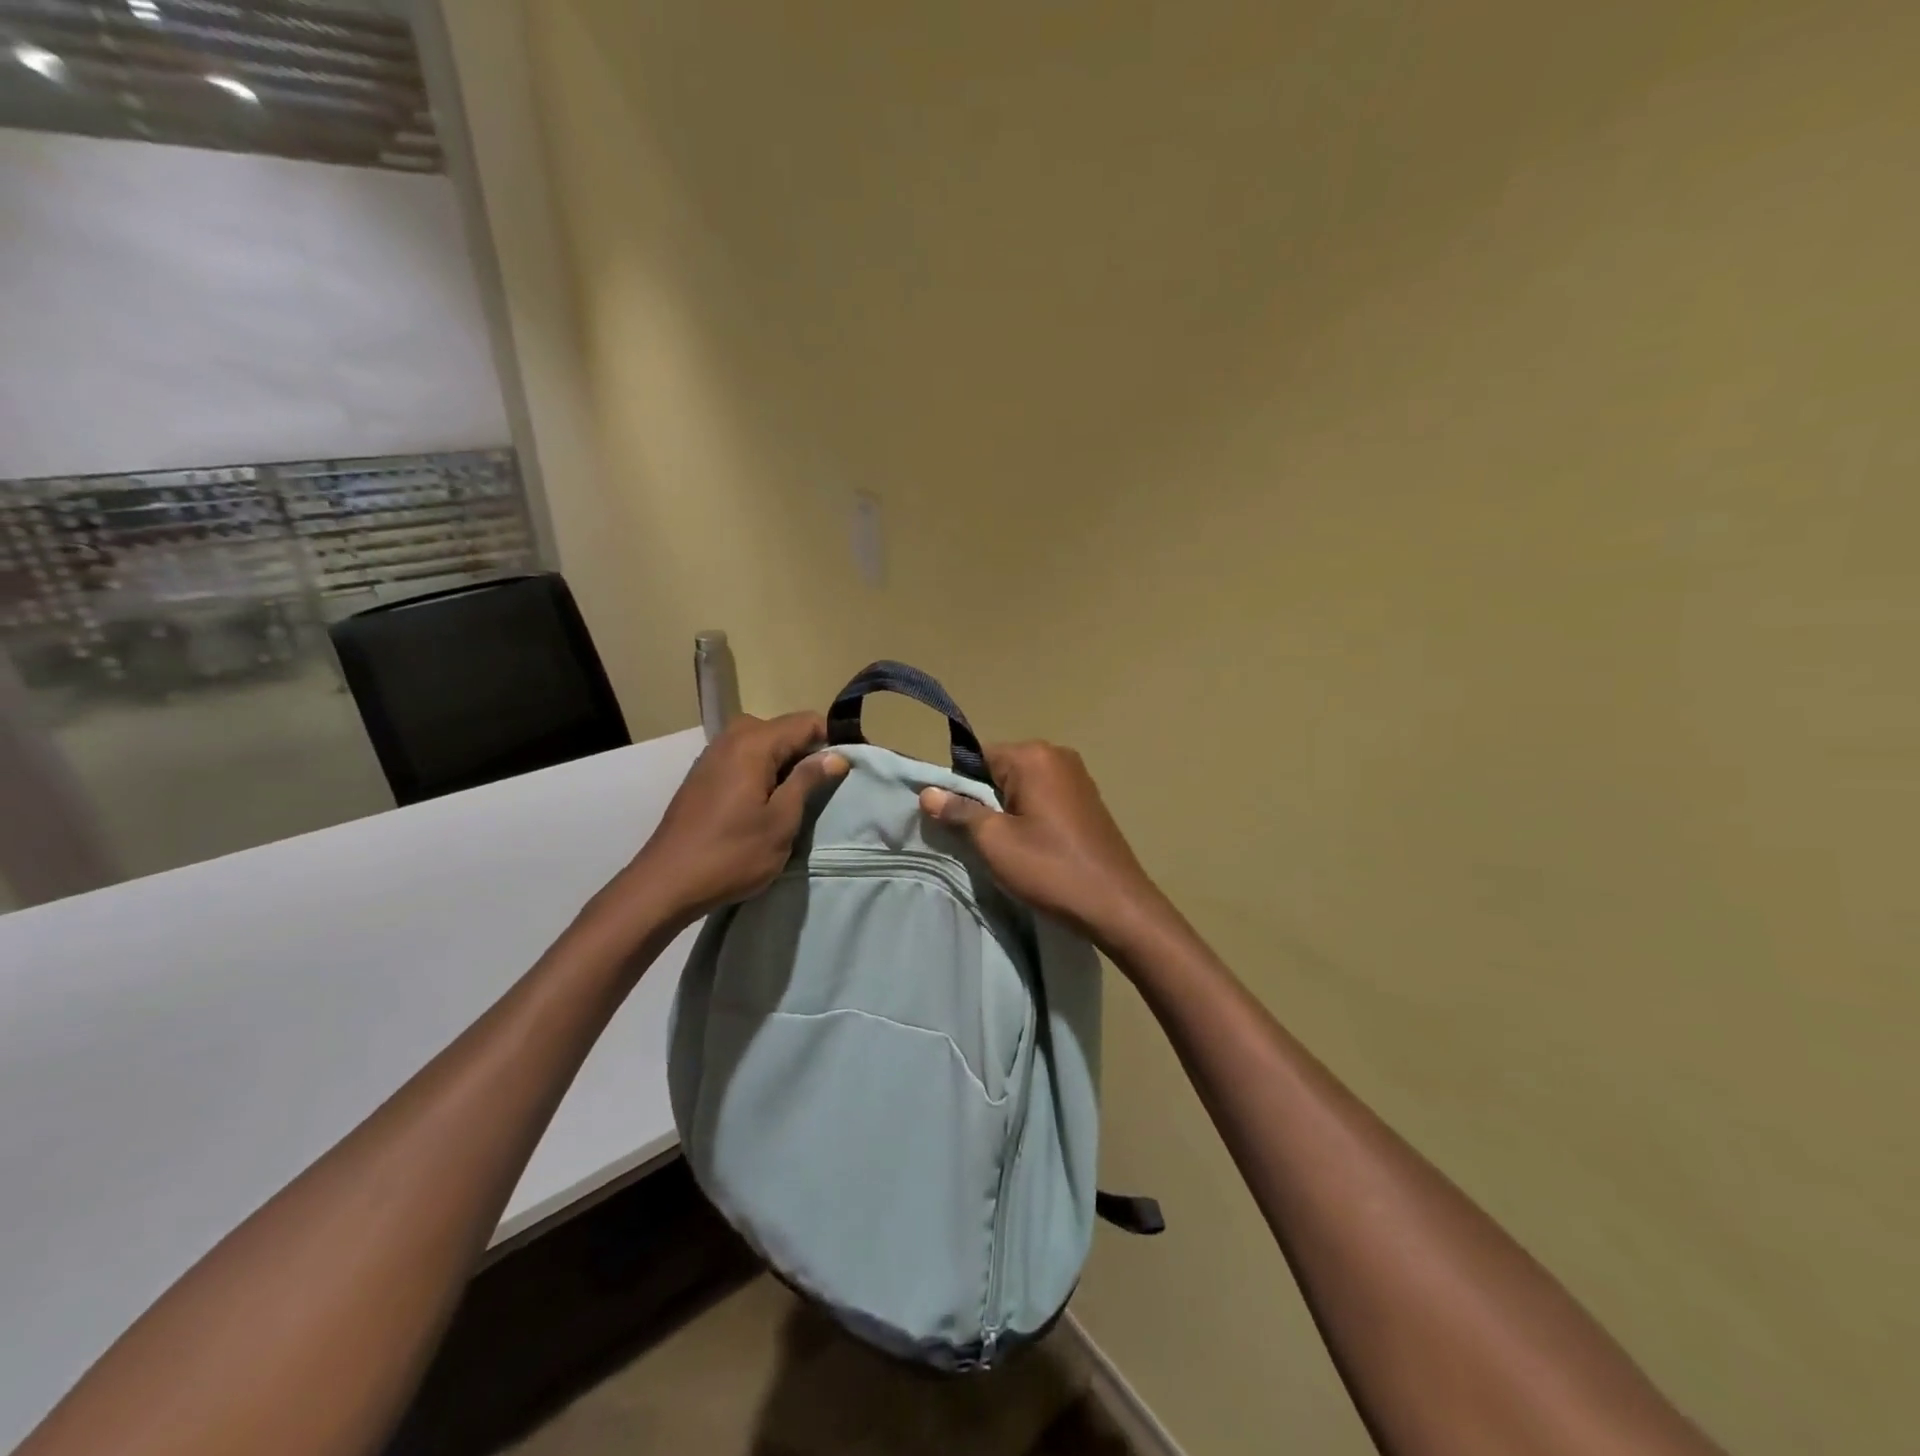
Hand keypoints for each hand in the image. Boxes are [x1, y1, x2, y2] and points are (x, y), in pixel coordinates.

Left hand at [623, 712, 847, 926]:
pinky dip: (762, 771)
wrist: (666, 883)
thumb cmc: (731, 854)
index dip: (832, 740)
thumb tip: (837, 755)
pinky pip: (744, 757)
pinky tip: (764, 804)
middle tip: (821, 790)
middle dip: (807, 752)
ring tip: (795, 800)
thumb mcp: (781, 821)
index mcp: (754, 743)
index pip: (807, 722)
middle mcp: (732, 737)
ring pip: (763, 743)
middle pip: (784, 729)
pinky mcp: (703, 773)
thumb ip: (808, 781)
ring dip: (784, 763)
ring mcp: (713, 754)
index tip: (846, 769)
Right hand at [919, 741, 1168, 951]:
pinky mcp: (1088, 799)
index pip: (977, 756)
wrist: (1116, 904)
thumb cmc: (1050, 869)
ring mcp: (1077, 777)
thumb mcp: (994, 842)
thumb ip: (959, 811)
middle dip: (983, 798)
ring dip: (1006, 809)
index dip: (959, 786)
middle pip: (1000, 768)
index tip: (954, 820)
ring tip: (1004, 846)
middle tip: (978, 838)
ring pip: (1022, 785)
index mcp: (1033, 756)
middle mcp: (1057, 755)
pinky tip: (1031, 845)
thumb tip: (928, 791)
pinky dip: (1029, 814)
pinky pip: (1043, 796)